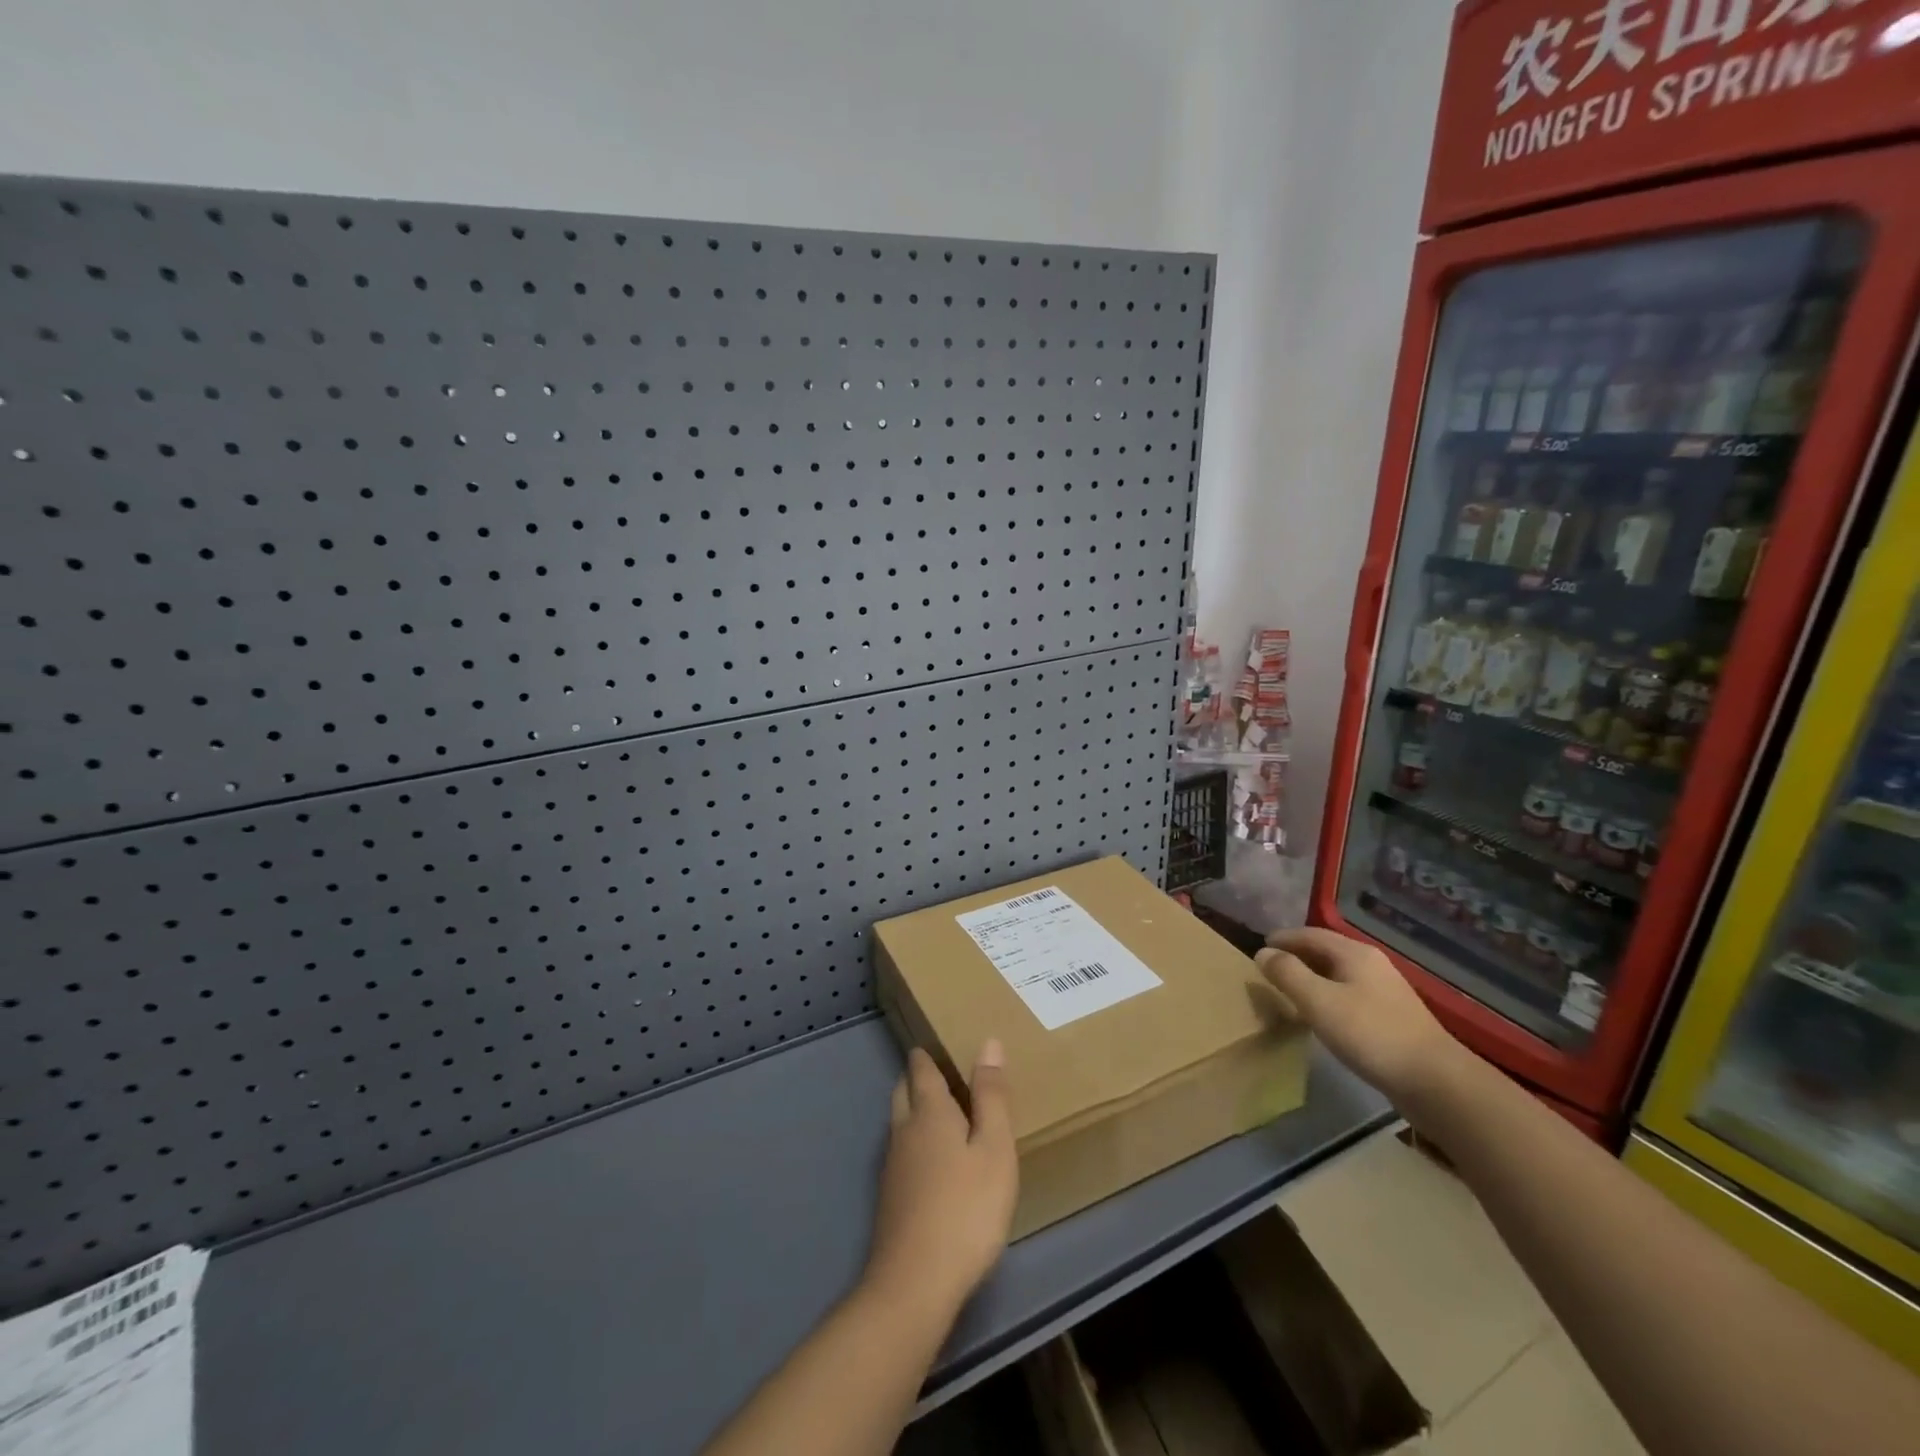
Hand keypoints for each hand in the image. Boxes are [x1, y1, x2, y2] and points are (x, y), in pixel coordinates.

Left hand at [863, 1042, 1018, 1320]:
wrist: (915, 1284)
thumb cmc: (966, 1209)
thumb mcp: (995, 1150)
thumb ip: (991, 1097)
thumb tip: (988, 1043)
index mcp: (929, 1112)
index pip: (921, 1068)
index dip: (927, 1054)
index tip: (938, 1042)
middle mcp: (904, 1130)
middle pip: (903, 1090)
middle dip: (917, 1077)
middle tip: (943, 1074)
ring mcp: (893, 1165)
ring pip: (899, 1121)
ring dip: (915, 1109)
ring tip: (943, 1113)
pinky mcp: (891, 1197)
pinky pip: (902, 1150)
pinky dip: (915, 1141)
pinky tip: (934, 1161)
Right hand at [1257, 927, 1464, 1109]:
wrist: (1436, 1082)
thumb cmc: (1370, 1034)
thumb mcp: (1318, 1001)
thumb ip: (1288, 974)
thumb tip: (1263, 953)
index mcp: (1355, 953)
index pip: (1311, 934)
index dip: (1283, 939)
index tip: (1259, 949)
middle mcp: (1372, 964)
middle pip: (1327, 950)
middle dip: (1297, 955)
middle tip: (1271, 969)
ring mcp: (1386, 991)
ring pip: (1339, 973)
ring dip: (1313, 976)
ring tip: (1291, 990)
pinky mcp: (1393, 1017)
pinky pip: (1350, 993)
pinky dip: (1329, 994)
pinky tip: (1323, 1015)